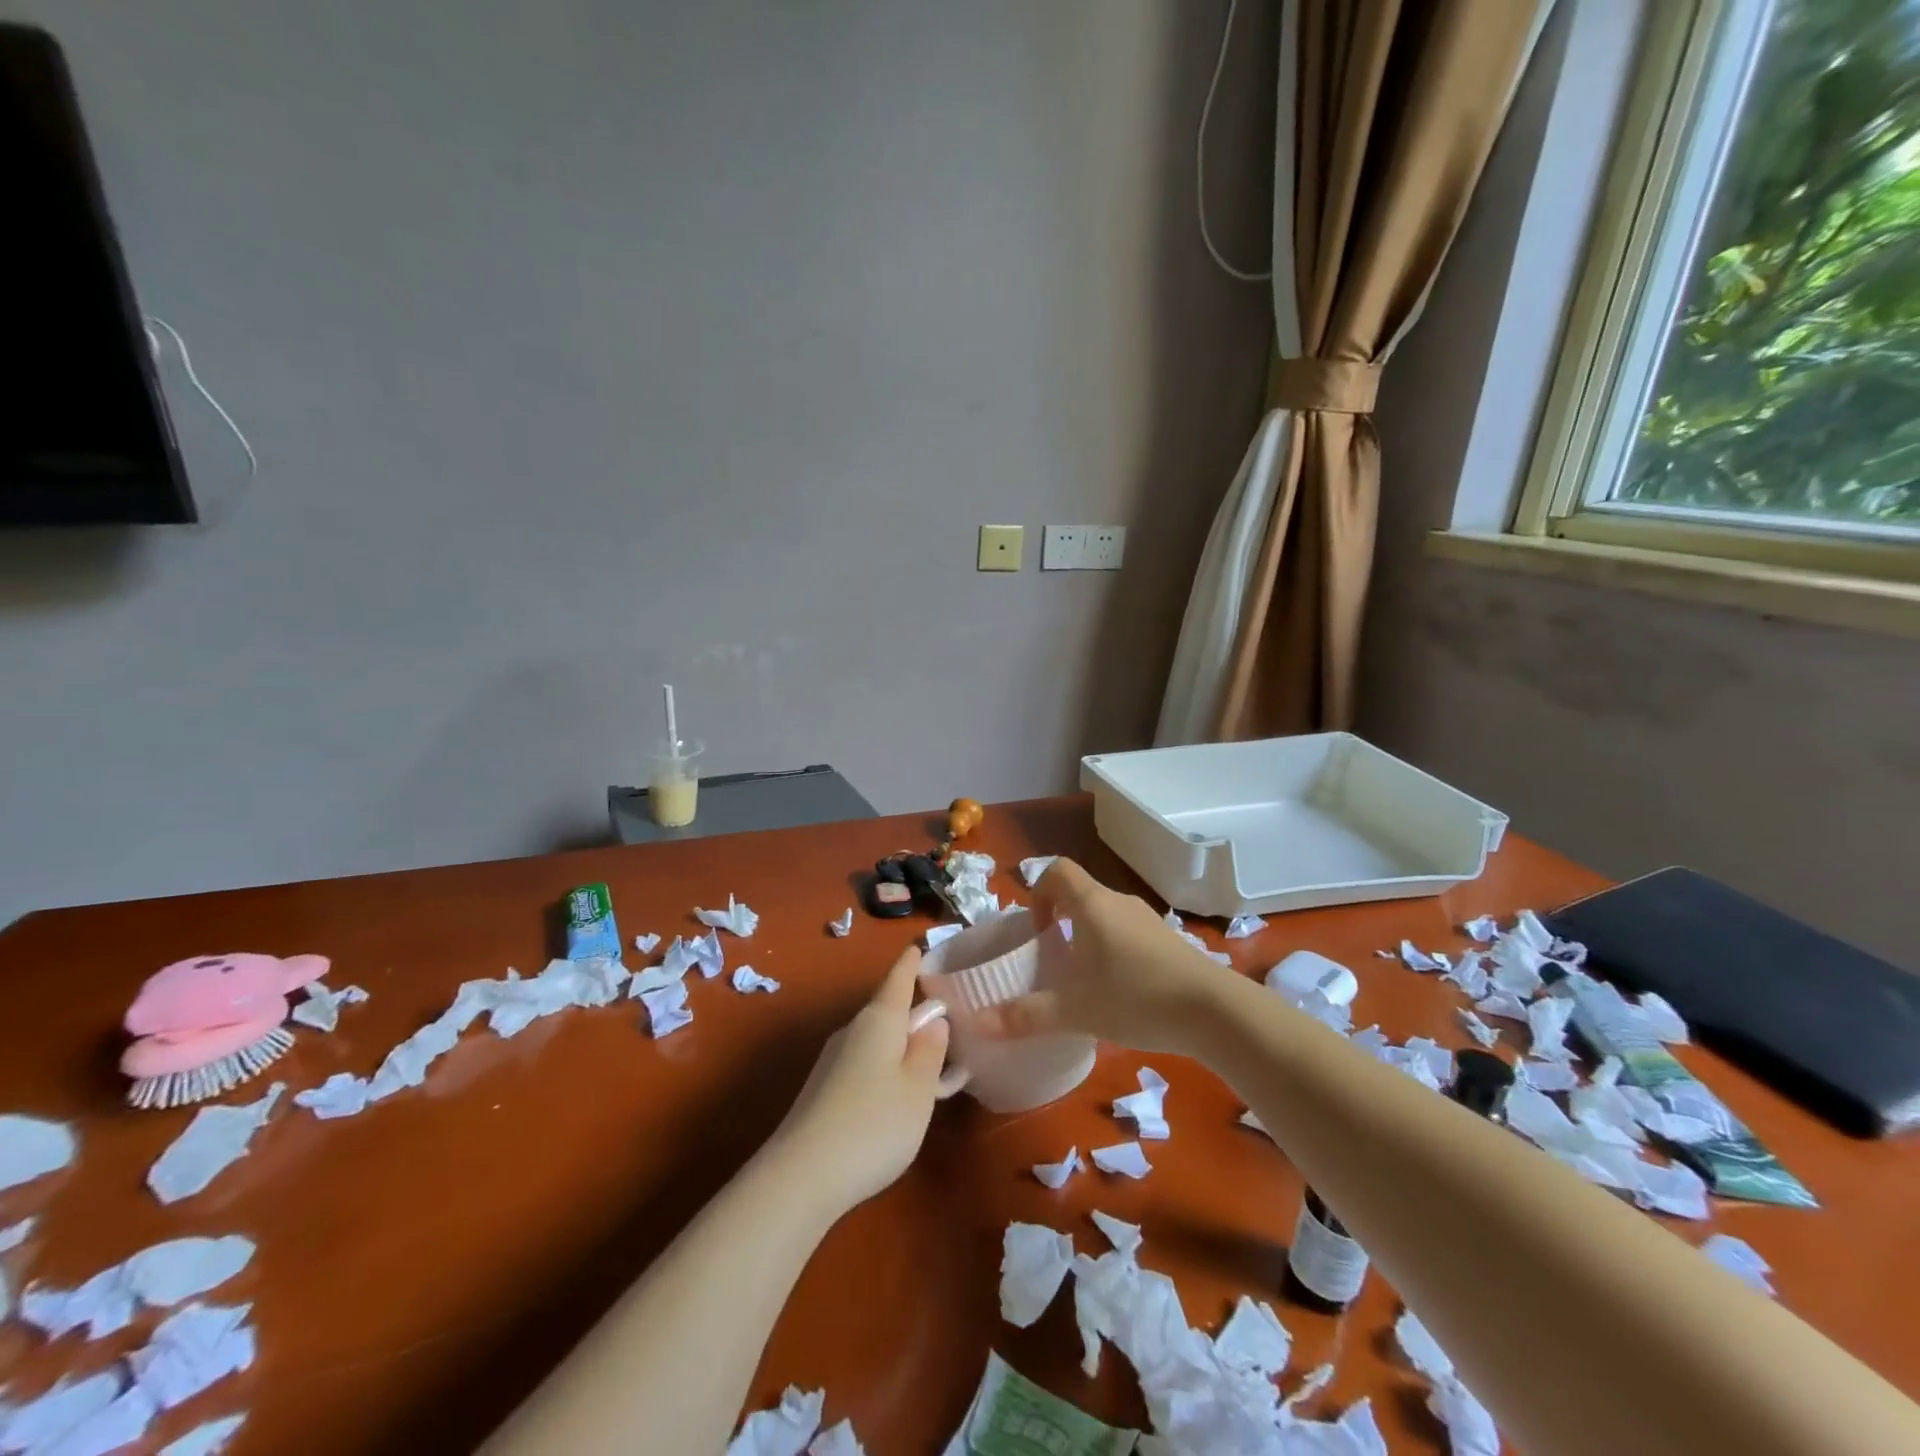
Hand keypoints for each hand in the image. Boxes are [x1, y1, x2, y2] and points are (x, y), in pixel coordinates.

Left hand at [770, 946, 950, 1214]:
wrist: (801, 1176)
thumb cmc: (874, 1123)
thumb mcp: (919, 1088)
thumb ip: (931, 1050)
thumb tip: (933, 1019)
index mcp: (879, 1019)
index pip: (898, 978)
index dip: (911, 962)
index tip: (920, 945)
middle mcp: (852, 1030)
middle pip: (888, 1011)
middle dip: (914, 1015)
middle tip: (947, 1028)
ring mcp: (833, 1060)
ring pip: (877, 1041)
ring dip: (901, 1048)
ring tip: (930, 1074)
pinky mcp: (823, 1090)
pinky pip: (864, 1065)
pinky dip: (886, 1071)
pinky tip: (896, 1103)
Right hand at [974, 857, 1234, 1053]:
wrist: (1214, 1011)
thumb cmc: (1136, 997)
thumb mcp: (1075, 1010)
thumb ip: (1026, 1016)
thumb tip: (978, 1022)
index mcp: (1092, 904)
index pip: (1057, 870)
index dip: (1038, 892)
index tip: (1037, 931)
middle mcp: (1119, 902)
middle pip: (1080, 893)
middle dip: (1060, 920)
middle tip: (1052, 960)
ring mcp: (1148, 919)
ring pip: (1105, 915)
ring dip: (1087, 936)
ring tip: (1083, 979)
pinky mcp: (1168, 940)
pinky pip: (1128, 932)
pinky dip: (1114, 949)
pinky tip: (1119, 990)